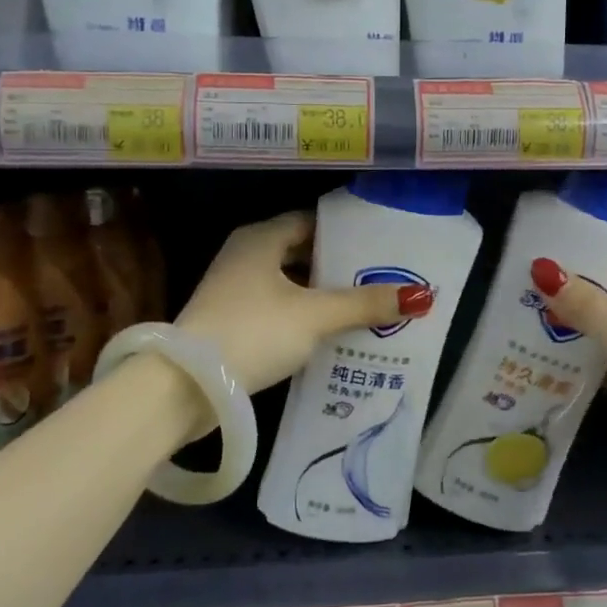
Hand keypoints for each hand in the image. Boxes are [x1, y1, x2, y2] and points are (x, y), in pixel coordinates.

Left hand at [175, 211, 430, 396]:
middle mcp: (245, 255)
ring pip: (289, 283)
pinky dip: (302, 314)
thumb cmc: (254, 332)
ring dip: (321, 294)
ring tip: (364, 306)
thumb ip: (364, 304)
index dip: (346, 233)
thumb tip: (420, 296)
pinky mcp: (230, 319)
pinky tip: (329, 332)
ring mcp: (234, 288)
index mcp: (261, 238)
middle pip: (301, 252)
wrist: (187, 385)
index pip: (311, 221)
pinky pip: (277, 307)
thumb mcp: (315, 316)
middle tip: (380, 278)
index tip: (380, 246)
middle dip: (339, 267)